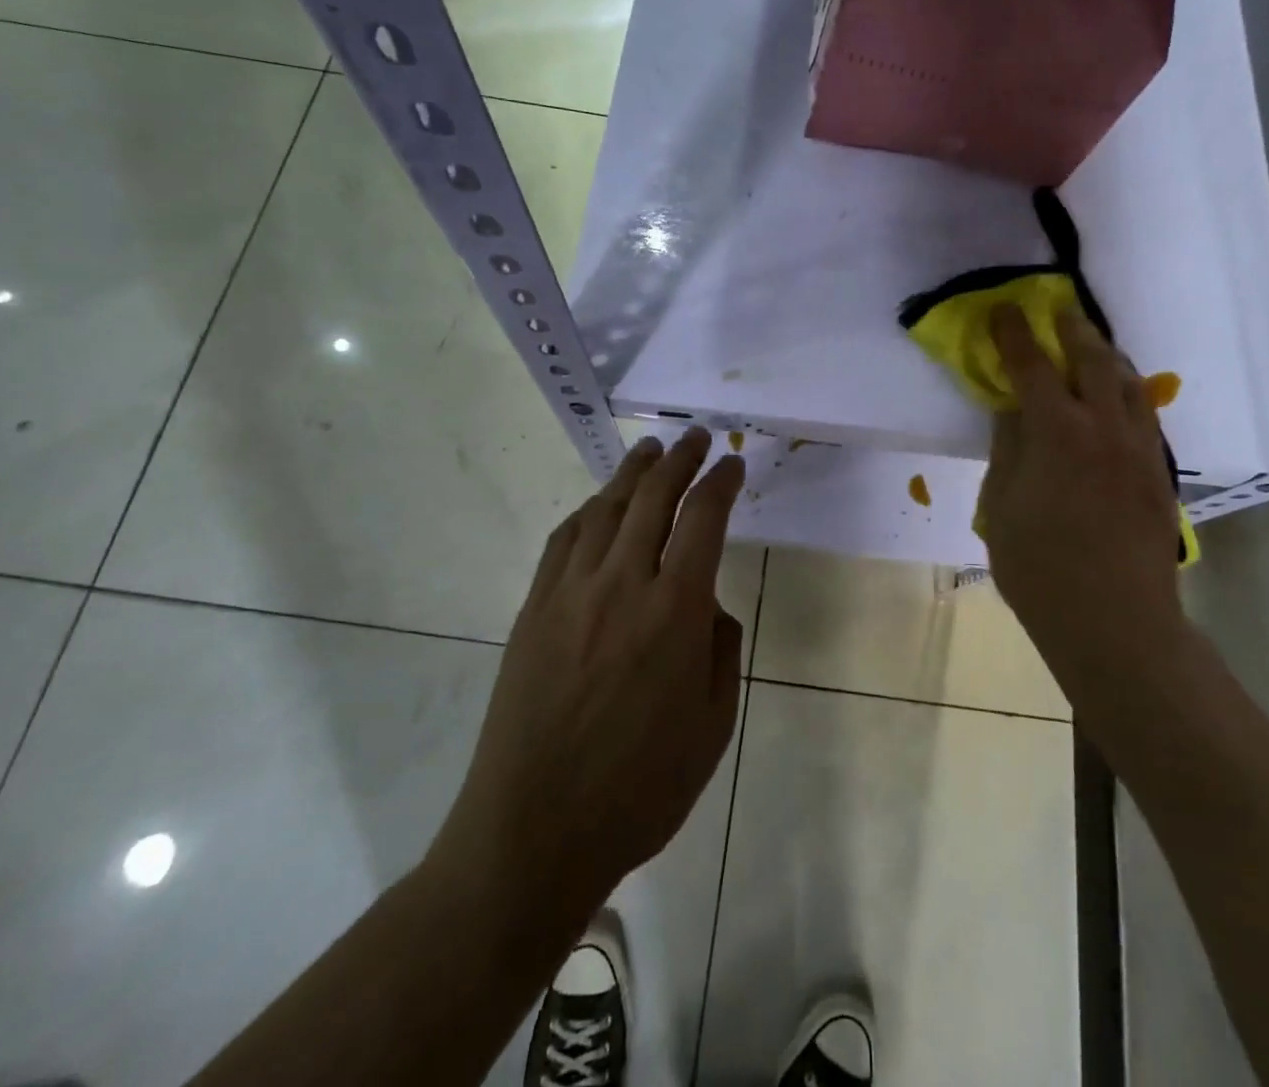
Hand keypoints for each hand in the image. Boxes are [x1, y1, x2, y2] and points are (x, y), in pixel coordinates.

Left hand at [426, 428, 745, 916]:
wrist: (535, 831)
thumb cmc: (640, 789)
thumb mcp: (713, 726)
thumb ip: (721, 650)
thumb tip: (706, 605)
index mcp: (675, 611)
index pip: (704, 519)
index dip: (722, 482)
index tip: (734, 464)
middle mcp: (622, 584)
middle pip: (654, 497)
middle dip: (681, 459)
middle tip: (698, 438)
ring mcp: (570, 592)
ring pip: (607, 508)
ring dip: (633, 472)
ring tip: (651, 451)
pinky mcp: (534, 608)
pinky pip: (564, 539)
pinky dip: (589, 510)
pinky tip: (599, 504)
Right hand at [979, 305, 1184, 697]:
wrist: (1115, 622)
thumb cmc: (1040, 568)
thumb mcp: (1002, 506)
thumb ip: (1008, 448)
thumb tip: (1012, 409)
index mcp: (1058, 433)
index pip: (1033, 366)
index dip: (1015, 334)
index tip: (1004, 310)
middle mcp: (1105, 428)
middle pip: (1093, 359)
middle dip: (1071, 330)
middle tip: (1056, 312)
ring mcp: (1139, 449)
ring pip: (1129, 383)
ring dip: (1106, 356)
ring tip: (1090, 346)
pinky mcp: (1158, 473)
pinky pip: (1143, 414)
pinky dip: (1127, 391)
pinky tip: (1116, 398)